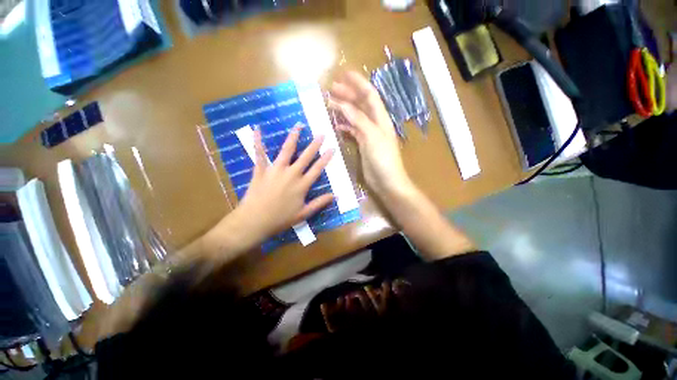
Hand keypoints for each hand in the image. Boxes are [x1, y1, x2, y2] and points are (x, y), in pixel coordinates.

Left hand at [234, 125, 334, 242]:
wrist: (255, 221)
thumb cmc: (280, 219)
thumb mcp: (304, 214)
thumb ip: (320, 203)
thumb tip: (336, 195)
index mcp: (302, 185)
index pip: (317, 169)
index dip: (326, 158)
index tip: (332, 148)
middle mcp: (291, 174)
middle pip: (306, 156)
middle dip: (314, 145)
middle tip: (321, 134)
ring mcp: (276, 170)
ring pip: (286, 150)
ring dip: (293, 137)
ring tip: (298, 126)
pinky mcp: (261, 170)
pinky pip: (259, 154)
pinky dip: (258, 141)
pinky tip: (257, 129)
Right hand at [329, 71, 412, 196]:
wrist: (387, 181)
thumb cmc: (383, 158)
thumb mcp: (371, 136)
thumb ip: (358, 119)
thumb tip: (343, 104)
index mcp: (380, 119)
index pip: (369, 95)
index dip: (358, 83)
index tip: (344, 74)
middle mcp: (375, 123)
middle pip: (361, 104)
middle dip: (348, 94)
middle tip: (332, 88)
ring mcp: (368, 134)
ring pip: (355, 117)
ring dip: (344, 109)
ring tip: (331, 103)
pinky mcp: (363, 145)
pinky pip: (353, 131)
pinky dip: (345, 126)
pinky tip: (337, 124)